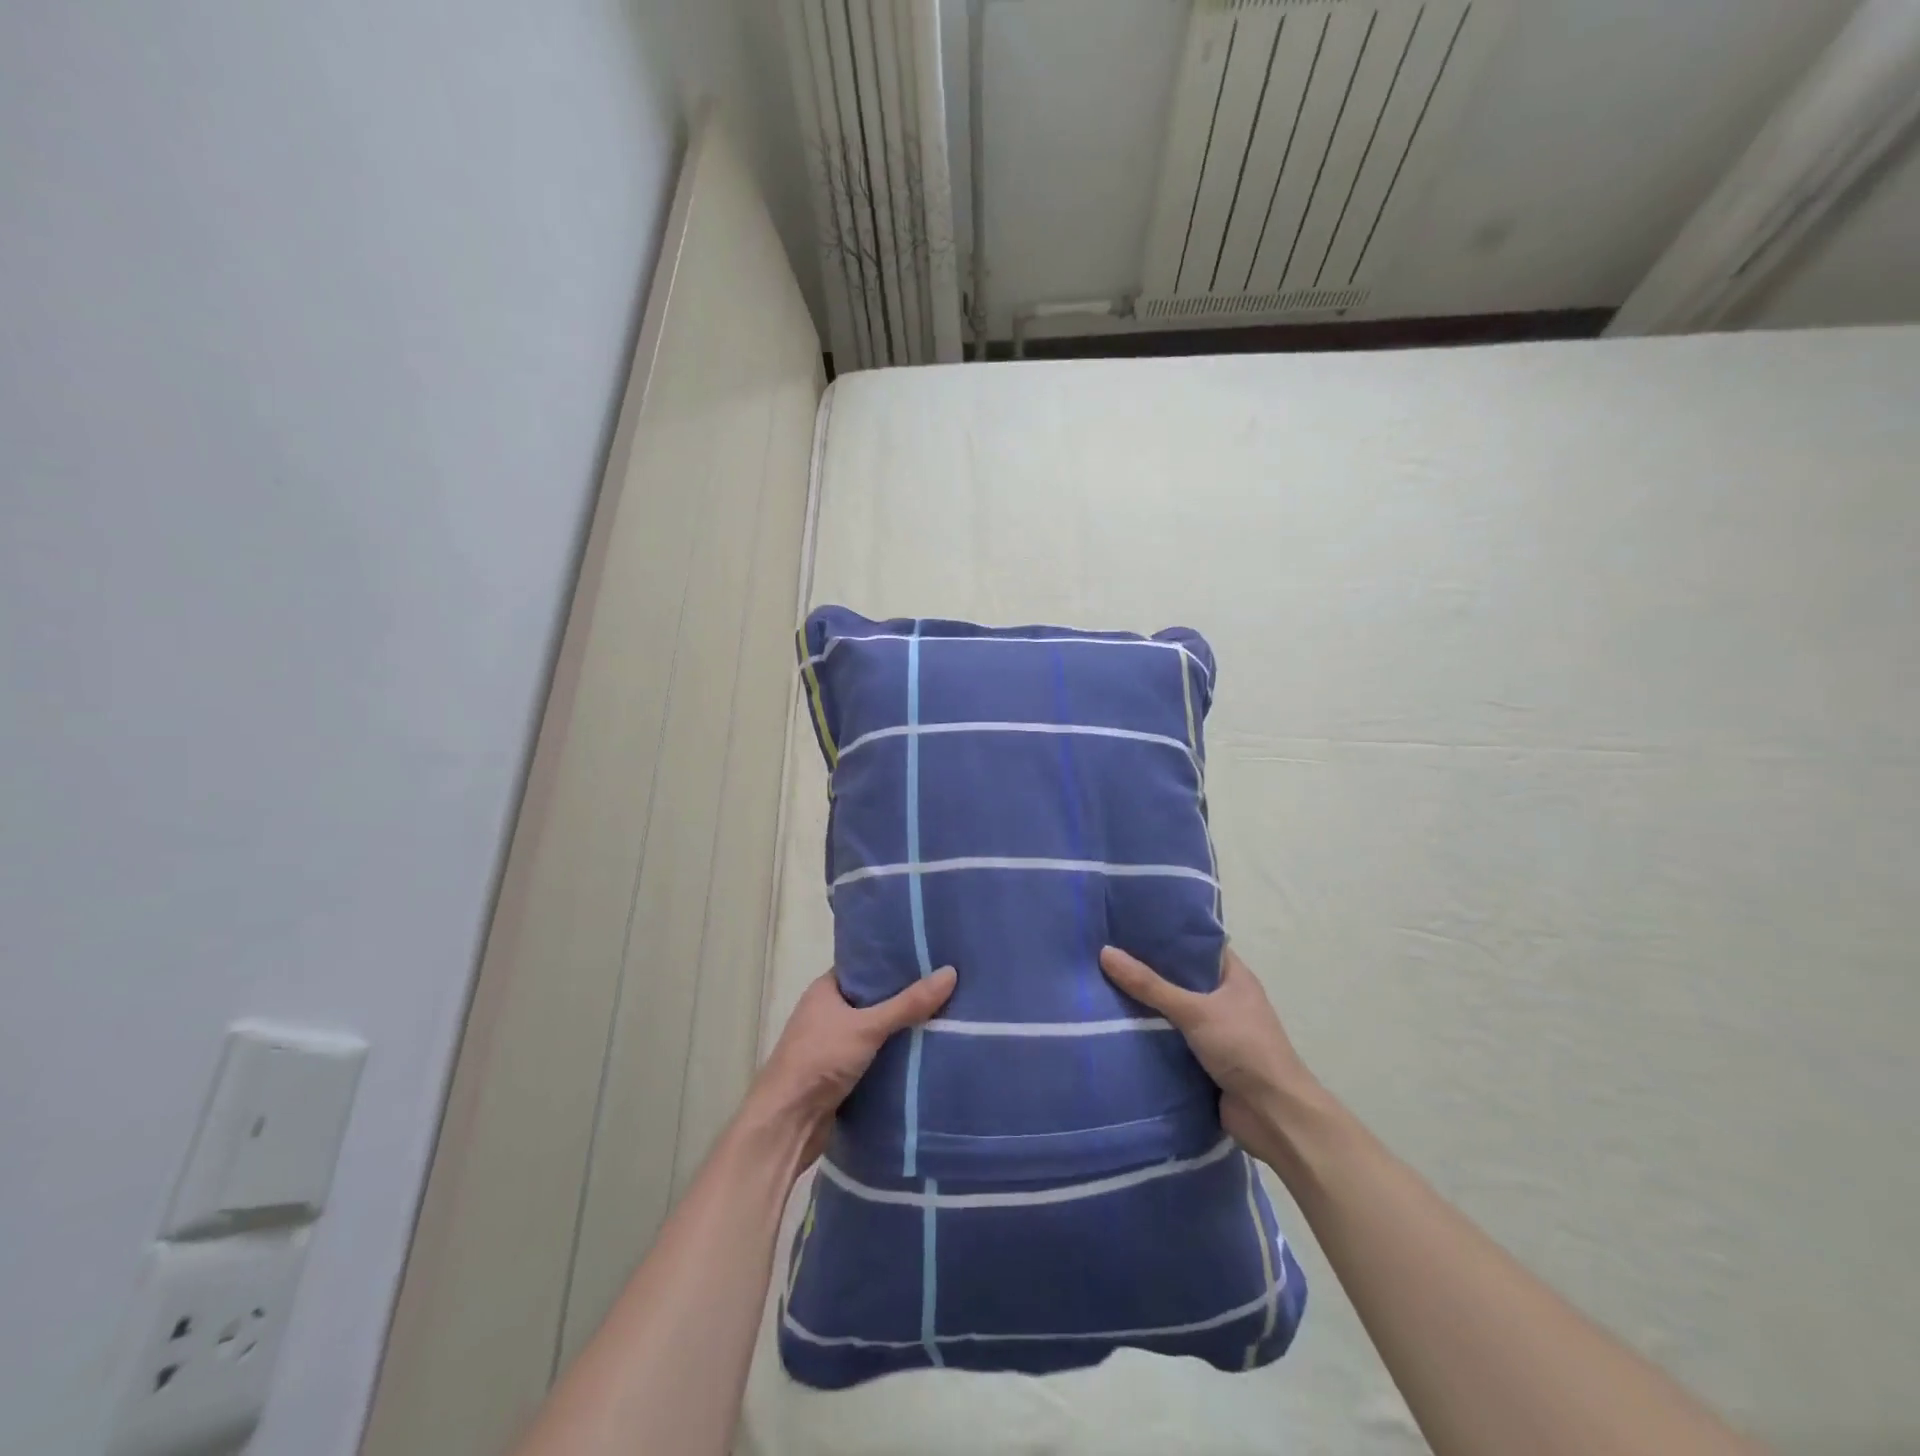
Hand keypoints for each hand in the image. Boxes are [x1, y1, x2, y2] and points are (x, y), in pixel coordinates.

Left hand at [747, 967, 957, 1166]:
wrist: (786, 1123)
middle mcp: (828, 1013)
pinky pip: (875, 1057)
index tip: (929, 955)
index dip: (894, 960)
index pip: (865, 966)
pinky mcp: (841, 1075)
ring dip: (902, 1029)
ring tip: (945, 1015)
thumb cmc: (819, 1060)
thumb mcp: (868, 1026)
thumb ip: (908, 1003)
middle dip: (904, 996)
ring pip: (876, 1030)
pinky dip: (895, 1056)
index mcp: (826, 990)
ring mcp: (833, 1045)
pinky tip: (925, 1051)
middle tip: (945, 985)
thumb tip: (951, 972)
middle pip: (874, 999)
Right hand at [1099, 944, 1322, 1168]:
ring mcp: (1214, 1030)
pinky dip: (1148, 1033)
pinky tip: (1115, 1023)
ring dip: (1145, 1003)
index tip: (1129, 922)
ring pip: (1172, 1008)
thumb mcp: (1195, 1010)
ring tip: (1101, 982)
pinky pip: (1169, 1038)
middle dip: (1147, 968)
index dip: (1166, 932)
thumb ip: (1150, 985)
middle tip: (1106, 950)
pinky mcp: (1203, 1059)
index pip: (1196, 943)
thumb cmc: (1244, 1049)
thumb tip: (1105, 952)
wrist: (1274, 1117)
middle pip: (1180, 976)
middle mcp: (1224, 998)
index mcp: (1233, 976)